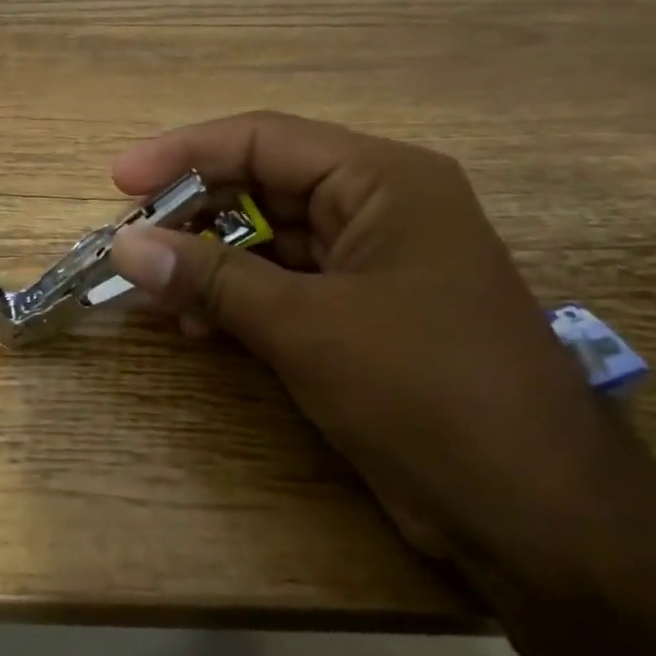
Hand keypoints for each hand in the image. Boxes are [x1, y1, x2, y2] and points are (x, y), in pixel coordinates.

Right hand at [108, 112, 638, 567]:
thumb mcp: (306, 326)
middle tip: (129, 242)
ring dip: (207, 261)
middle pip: (262, 185)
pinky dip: (234, 297)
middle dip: (192, 213)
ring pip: (267, 238)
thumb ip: (210, 278)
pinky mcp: (361, 314)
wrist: (536, 516)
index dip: (184, 153)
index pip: (264, 140)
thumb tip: (123, 245)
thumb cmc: (427, 392)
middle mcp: (378, 207)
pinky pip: (281, 284)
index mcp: (383, 180)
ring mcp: (371, 263)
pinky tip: (192, 324)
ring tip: (151, 291)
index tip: (119, 180)